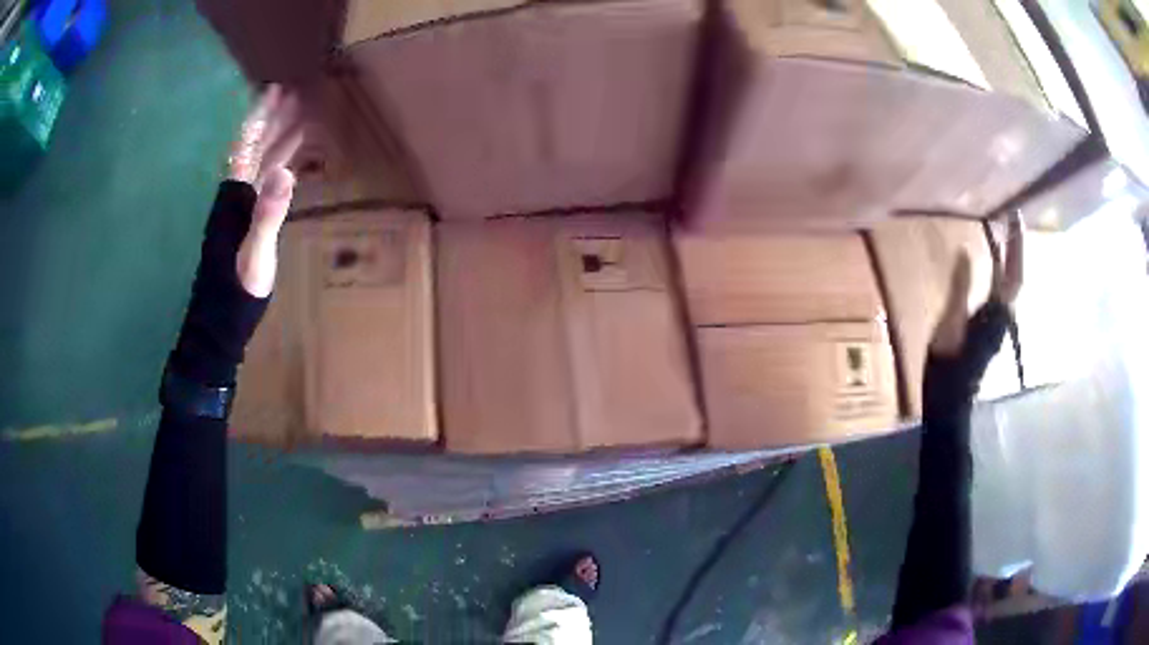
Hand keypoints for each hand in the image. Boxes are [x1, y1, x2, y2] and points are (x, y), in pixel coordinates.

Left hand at [229, 85, 304, 296]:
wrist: (222, 320)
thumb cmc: (236, 289)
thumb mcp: (255, 254)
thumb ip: (267, 214)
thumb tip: (285, 171)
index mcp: (235, 196)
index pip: (247, 145)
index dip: (261, 117)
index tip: (276, 90)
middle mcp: (237, 196)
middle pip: (255, 149)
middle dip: (273, 121)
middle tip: (294, 95)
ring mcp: (243, 210)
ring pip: (261, 165)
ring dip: (278, 140)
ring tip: (299, 118)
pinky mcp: (250, 224)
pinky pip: (266, 185)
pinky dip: (280, 168)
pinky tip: (289, 163)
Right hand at [929, 212, 1022, 357]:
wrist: (950, 398)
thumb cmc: (950, 362)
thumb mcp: (950, 322)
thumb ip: (960, 287)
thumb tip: (965, 251)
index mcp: (997, 311)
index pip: (1012, 272)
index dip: (1015, 244)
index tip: (1014, 214)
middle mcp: (1003, 315)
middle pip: (1015, 276)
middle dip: (1016, 247)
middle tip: (1012, 219)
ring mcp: (998, 322)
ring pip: (1011, 286)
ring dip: (1010, 260)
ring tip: (1005, 237)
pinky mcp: (990, 327)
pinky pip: (1001, 293)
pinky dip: (1001, 274)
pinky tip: (993, 268)